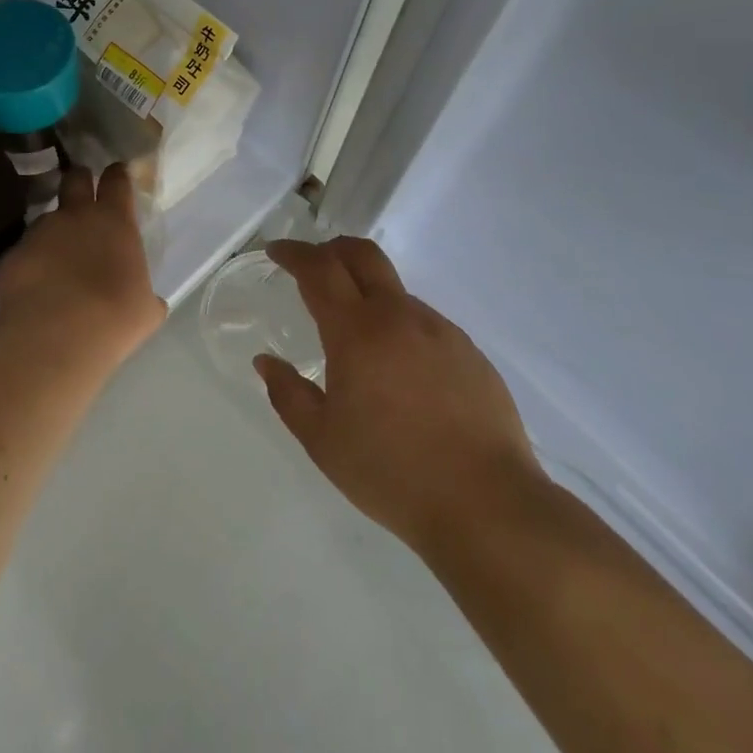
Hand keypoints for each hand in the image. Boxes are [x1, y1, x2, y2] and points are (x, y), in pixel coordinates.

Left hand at [0, 164, 164, 366]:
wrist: (57, 335)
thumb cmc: (115, 316)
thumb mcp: (144, 310)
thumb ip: (145, 296)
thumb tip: (149, 302)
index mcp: (115, 221)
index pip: (117, 180)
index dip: (117, 175)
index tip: (117, 174)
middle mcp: (75, 215)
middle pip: (75, 179)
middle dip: (79, 181)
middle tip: (81, 195)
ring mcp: (39, 232)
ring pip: (45, 219)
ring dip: (50, 232)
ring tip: (53, 259)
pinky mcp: (10, 256)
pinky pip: (20, 255)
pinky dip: (26, 266)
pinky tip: (29, 289)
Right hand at [256, 237, 544, 555]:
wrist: (486, 504)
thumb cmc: (391, 472)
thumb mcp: (322, 440)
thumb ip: (288, 394)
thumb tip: (266, 361)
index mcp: (357, 332)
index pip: (320, 270)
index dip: (294, 253)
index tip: (276, 251)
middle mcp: (400, 316)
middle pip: (363, 255)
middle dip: (332, 249)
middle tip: (312, 265)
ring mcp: (441, 331)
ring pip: (395, 292)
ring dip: (368, 295)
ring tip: (357, 340)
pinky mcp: (470, 352)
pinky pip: (424, 324)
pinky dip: (400, 327)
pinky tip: (401, 372)